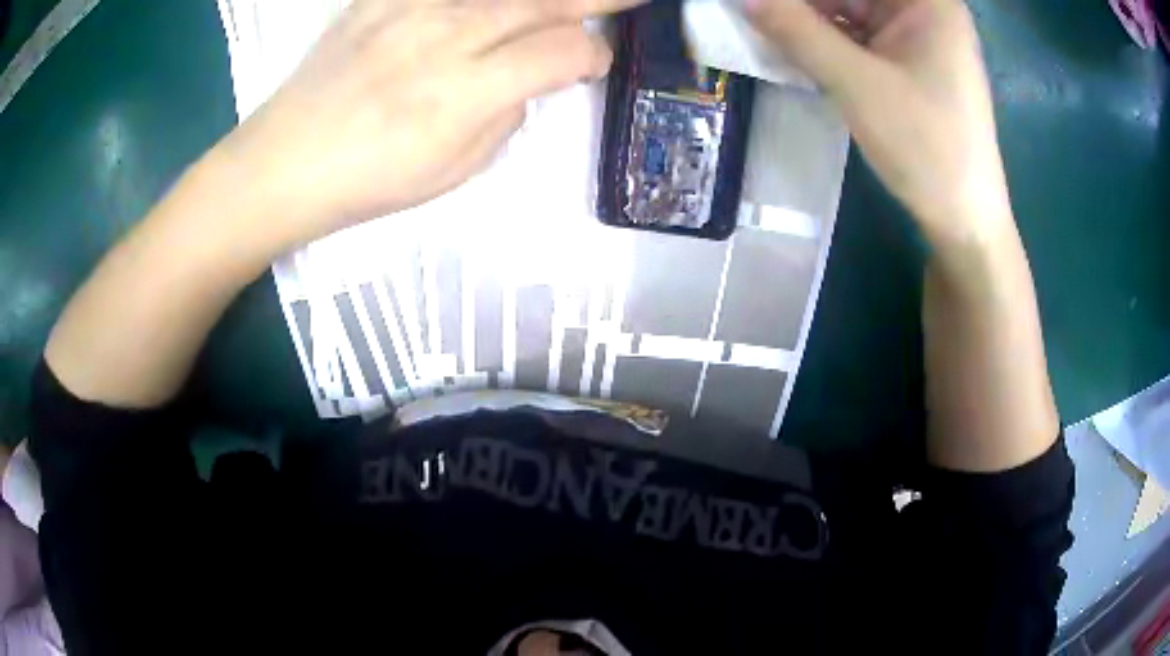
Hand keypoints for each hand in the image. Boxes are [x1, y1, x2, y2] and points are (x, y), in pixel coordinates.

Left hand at [215, 0, 641, 250]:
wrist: (281, 165)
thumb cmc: (365, 183)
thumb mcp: (452, 172)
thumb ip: (503, 118)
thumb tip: (527, 81)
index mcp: (466, 92)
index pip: (562, 51)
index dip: (594, 55)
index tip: (595, 63)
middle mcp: (445, 36)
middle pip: (541, 3)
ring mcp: (408, 10)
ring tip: (565, 2)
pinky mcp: (377, 0)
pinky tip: (485, 5)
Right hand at [746, 0, 1012, 244]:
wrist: (964, 221)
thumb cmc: (926, 147)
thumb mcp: (856, 83)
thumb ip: (796, 30)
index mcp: (927, 0)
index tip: (767, 7)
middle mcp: (925, 10)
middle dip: (806, 5)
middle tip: (760, 16)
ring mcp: (919, 37)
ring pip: (852, 11)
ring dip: (811, 21)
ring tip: (770, 31)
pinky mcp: (911, 63)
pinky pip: (860, 37)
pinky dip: (829, 41)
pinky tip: (796, 48)